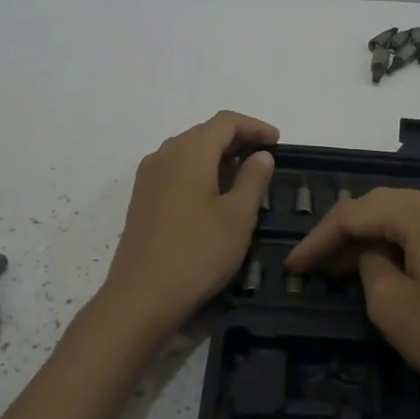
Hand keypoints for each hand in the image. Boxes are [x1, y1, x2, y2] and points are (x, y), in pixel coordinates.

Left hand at [100, 111, 278, 341]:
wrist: (142, 297)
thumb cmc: (198, 252)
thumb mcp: (238, 217)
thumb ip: (253, 179)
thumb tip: (260, 155)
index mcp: (189, 151)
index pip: (225, 122)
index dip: (254, 126)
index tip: (278, 142)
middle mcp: (164, 155)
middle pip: (204, 133)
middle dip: (237, 140)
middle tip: (265, 159)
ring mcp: (148, 177)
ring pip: (188, 152)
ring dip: (218, 156)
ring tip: (244, 177)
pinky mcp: (142, 199)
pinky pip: (176, 170)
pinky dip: (200, 172)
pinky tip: (214, 195)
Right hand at [285, 187, 419, 412]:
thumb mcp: (392, 308)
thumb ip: (368, 266)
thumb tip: (372, 253)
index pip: (354, 213)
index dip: (318, 239)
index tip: (292, 267)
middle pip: (381, 207)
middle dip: (345, 236)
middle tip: (314, 267)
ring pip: (406, 216)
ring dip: (373, 239)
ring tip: (342, 270)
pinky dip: (402, 244)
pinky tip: (385, 266)